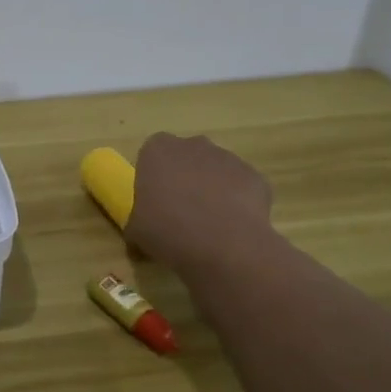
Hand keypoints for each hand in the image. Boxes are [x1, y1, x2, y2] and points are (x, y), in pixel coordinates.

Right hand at [126, 133, 276, 276]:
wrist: (224, 246)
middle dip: (184, 177)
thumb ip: (136, 223)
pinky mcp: (254, 176)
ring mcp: (227, 158)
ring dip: (211, 188)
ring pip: (215, 170)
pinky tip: (233, 227)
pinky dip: (237, 201)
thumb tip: (138, 234)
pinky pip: (241, 186)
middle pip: (186, 157)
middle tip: (181, 210)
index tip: (154, 200)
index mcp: (157, 151)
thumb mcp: (136, 231)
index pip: (152, 154)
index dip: (154, 176)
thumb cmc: (168, 231)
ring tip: (210, 224)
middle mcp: (192, 145)